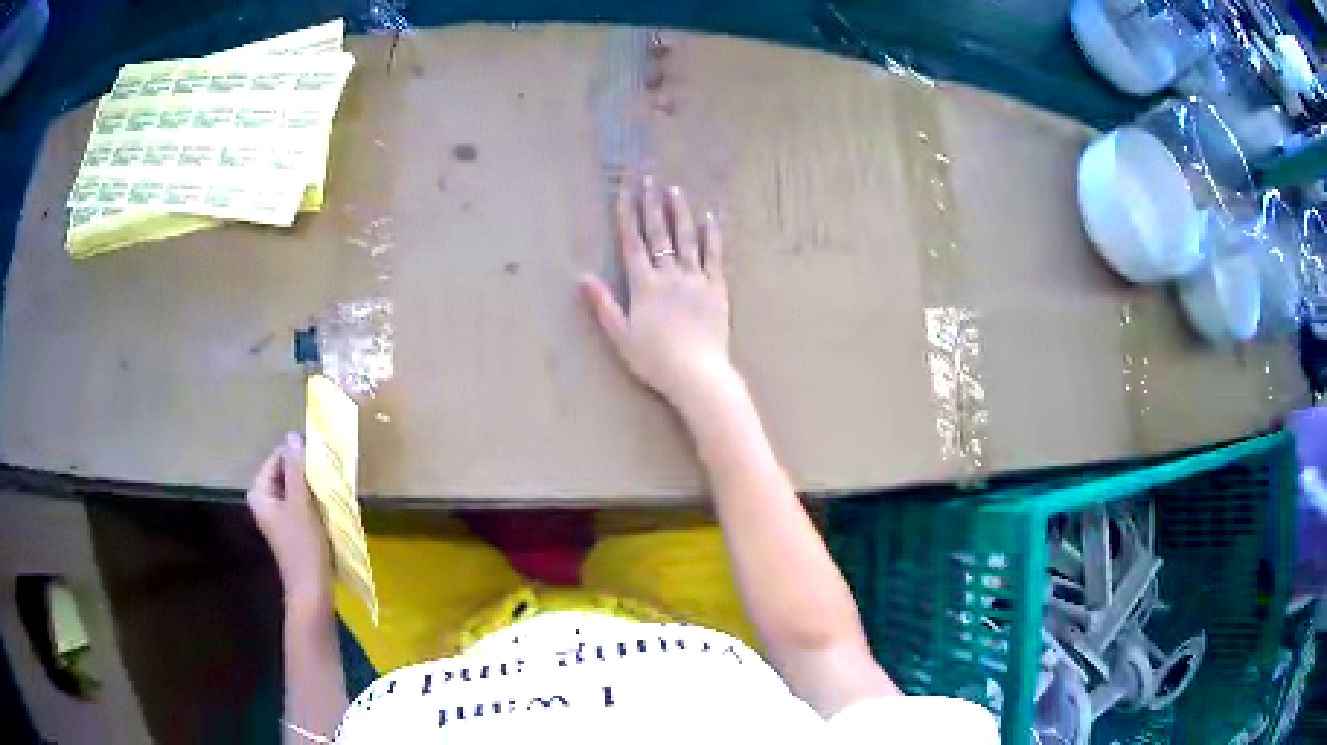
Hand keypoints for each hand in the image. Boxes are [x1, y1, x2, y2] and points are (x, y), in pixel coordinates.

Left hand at [246, 432, 331, 611]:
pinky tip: (327, 508)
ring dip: (312, 487)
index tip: (321, 463)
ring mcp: (277, 515)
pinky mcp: (291, 527)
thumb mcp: (301, 503)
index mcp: (260, 492)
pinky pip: (300, 503)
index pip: (278, 458)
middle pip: (286, 472)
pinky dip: (313, 501)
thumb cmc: (304, 545)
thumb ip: (297, 469)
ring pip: (295, 488)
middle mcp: (265, 500)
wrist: (312, 588)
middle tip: (327, 478)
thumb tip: (293, 435)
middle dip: (306, 473)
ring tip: (329, 492)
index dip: (299, 457)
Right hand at [580, 176, 733, 405]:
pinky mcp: (717, 289)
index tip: (625, 190)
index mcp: (644, 285)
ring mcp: (696, 279)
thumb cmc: (655, 360)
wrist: (698, 374)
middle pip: (659, 233)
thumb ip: (603, 304)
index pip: (633, 242)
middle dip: (651, 203)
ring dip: (680, 212)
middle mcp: (670, 274)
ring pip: (687, 238)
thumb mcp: (620, 336)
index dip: (628, 214)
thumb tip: (582, 276)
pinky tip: (710, 218)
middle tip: (648, 177)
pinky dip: (712, 236)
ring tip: (675, 190)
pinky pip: (714, 256)